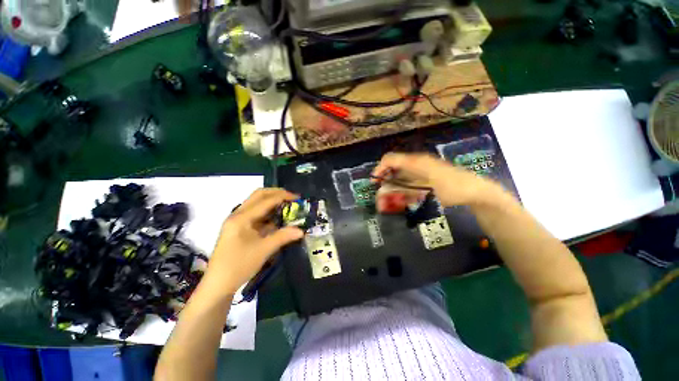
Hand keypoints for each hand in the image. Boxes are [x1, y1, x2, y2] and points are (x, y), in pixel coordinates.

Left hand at [202, 189, 303, 295]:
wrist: (218, 284)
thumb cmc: (239, 266)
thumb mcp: (263, 250)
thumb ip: (283, 236)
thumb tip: (301, 230)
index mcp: (241, 217)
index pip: (265, 200)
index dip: (283, 196)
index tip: (298, 198)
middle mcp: (238, 214)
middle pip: (259, 195)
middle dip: (277, 193)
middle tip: (292, 198)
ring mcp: (237, 221)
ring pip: (257, 203)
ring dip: (272, 201)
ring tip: (288, 205)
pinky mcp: (239, 228)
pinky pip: (256, 214)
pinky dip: (268, 212)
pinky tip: (278, 218)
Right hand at [372, 152, 499, 207]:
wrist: (475, 193)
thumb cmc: (453, 186)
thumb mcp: (429, 181)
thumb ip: (405, 182)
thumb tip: (384, 188)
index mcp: (415, 161)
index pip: (390, 159)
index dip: (379, 169)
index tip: (374, 183)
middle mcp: (415, 166)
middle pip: (393, 171)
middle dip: (384, 184)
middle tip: (380, 200)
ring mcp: (419, 175)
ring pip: (399, 181)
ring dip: (392, 191)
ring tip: (386, 204)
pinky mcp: (424, 183)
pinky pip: (408, 187)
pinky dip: (402, 194)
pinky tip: (401, 202)